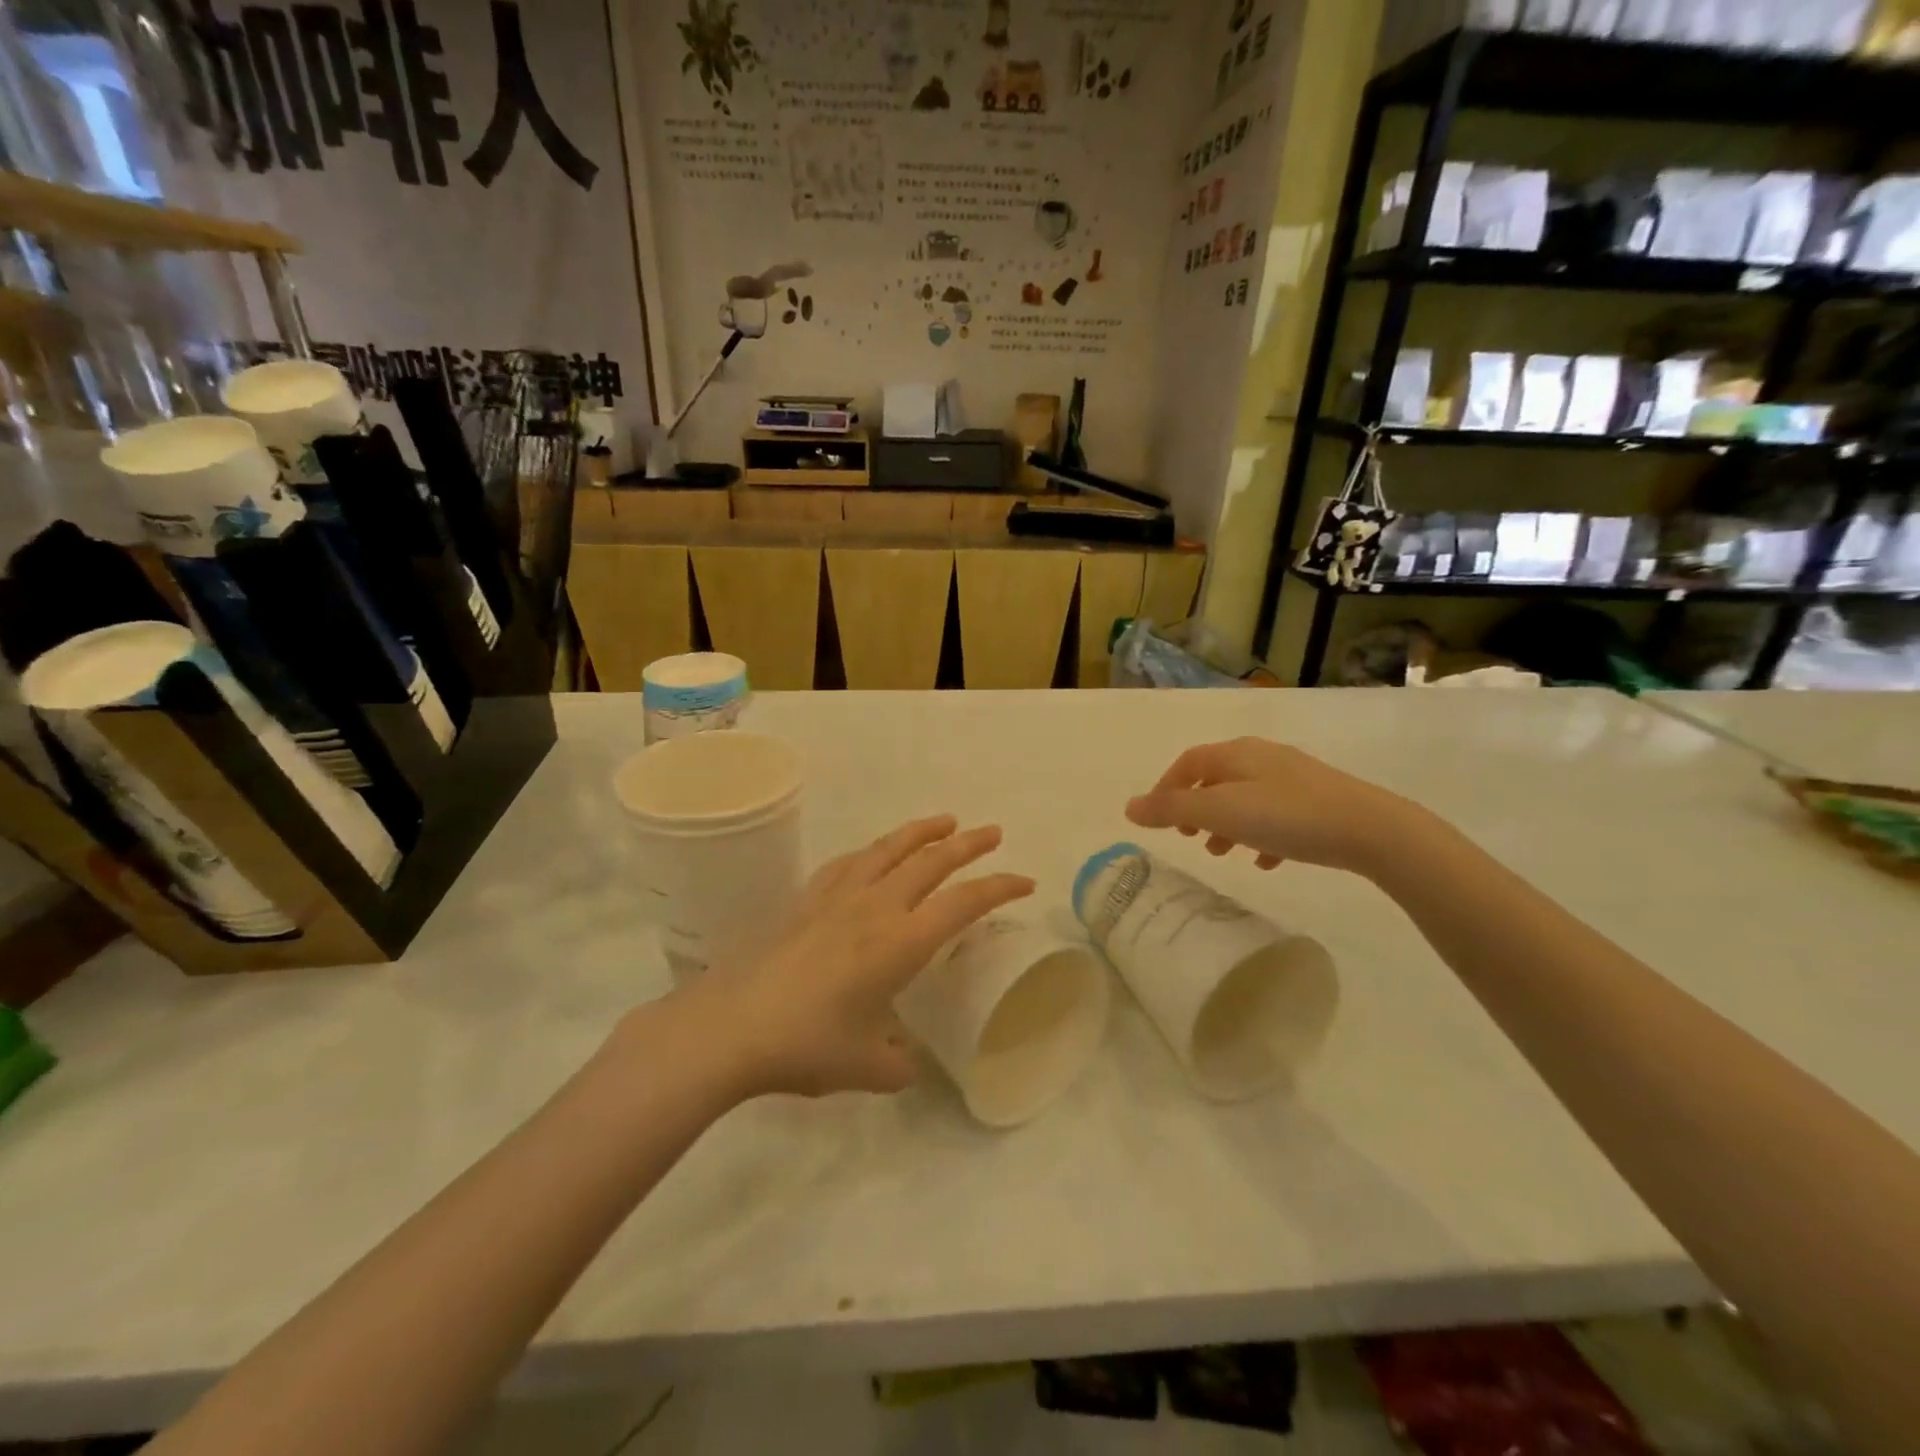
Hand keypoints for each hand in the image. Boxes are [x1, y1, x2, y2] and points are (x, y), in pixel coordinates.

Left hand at [672, 816, 1034, 1099]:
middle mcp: (875, 908)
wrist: (730, 1027)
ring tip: (944, 820)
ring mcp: (838, 898)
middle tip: (993, 832)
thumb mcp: (867, 1067)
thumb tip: (907, 1064)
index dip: (999, 888)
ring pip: (889, 850)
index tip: (1025, 882)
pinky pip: (848, 863)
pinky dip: (872, 851)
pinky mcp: (806, 900)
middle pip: (931, 862)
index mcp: (901, 944)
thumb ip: (899, 1066)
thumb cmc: (806, 1045)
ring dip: (922, 832)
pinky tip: (874, 853)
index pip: (963, 903)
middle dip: (968, 845)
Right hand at [1125, 738, 1415, 877]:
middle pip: (1216, 778)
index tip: (1158, 820)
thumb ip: (1172, 810)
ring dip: (1227, 824)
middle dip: (1197, 808)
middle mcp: (1263, 757)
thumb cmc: (1286, 816)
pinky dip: (1260, 835)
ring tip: (1223, 853)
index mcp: (1237, 753)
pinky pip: (1277, 815)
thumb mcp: (1221, 812)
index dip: (1167, 788)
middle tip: (1190, 838)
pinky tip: (1266, 862)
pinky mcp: (1319, 801)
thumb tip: (1129, 807)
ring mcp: (1293, 778)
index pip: (1189, 762)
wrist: (1370, 829)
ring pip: (1246, 798)